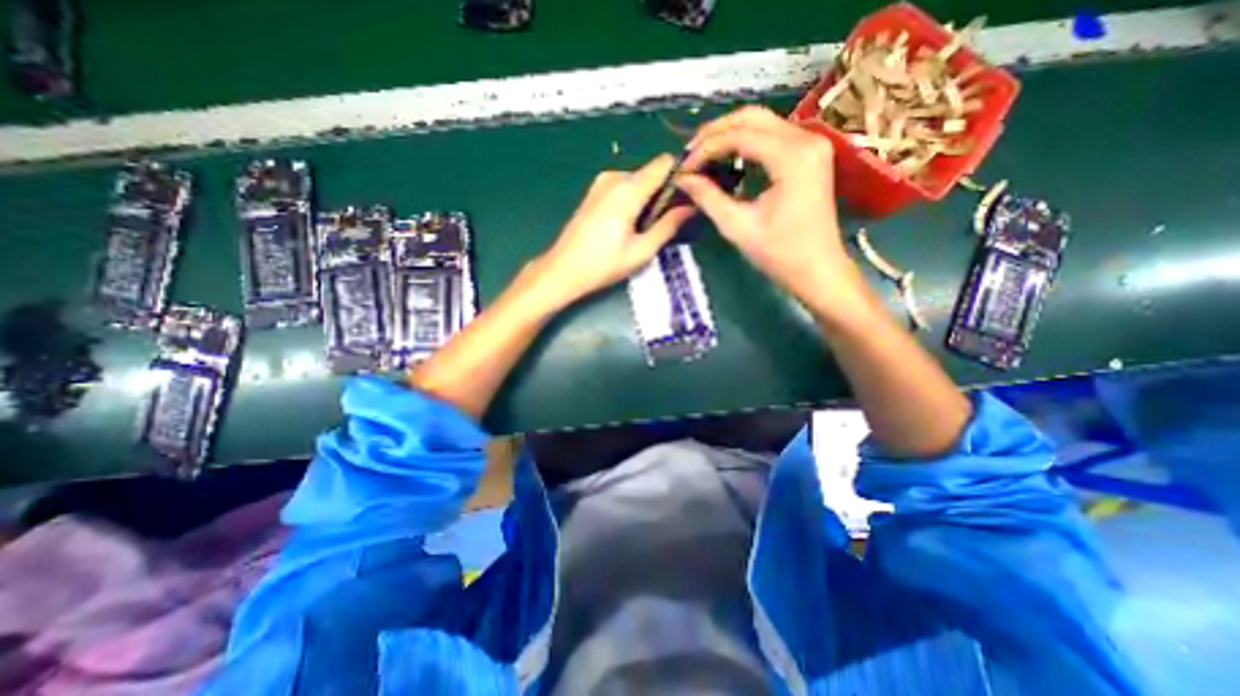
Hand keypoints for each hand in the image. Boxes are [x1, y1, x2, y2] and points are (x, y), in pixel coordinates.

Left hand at [524, 156, 695, 309]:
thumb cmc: (602, 265)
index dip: (681, 176)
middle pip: (651, 173)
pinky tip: (627, 226)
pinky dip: (633, 201)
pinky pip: (623, 187)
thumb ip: (668, 226)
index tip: (688, 196)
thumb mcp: (641, 251)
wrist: (563, 270)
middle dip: (663, 193)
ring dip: (647, 200)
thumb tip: (690, 207)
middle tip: (665, 224)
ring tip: (643, 230)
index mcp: (627, 190)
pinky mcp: (594, 192)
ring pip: (638, 181)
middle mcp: (614, 178)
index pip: (664, 164)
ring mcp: (601, 183)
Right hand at [678, 106, 862, 308]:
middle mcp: (806, 139)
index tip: (683, 168)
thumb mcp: (738, 227)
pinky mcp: (810, 154)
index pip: (739, 136)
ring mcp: (811, 144)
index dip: (706, 149)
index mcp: (792, 157)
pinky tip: (727, 158)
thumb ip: (708, 198)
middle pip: (752, 117)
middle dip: (715, 132)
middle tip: (689, 154)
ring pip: (762, 122)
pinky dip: (746, 142)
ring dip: (729, 134)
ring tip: (702, 156)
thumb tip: (683, 179)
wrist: (818, 270)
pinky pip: (772, 135)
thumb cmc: (780, 254)